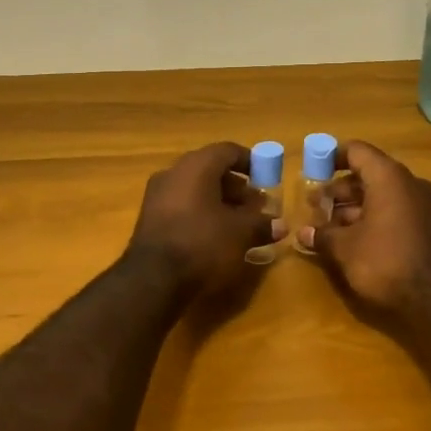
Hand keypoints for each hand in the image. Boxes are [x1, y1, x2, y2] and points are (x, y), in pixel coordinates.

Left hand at [127, 142, 286, 294]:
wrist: (152, 279)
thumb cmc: (202, 244)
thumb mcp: (240, 234)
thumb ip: (262, 224)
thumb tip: (280, 225)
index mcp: (196, 166)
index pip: (227, 151)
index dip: (250, 162)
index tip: (266, 178)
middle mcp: (173, 172)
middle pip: (210, 169)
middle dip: (236, 185)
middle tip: (255, 204)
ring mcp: (157, 194)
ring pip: (195, 188)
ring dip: (219, 200)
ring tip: (239, 222)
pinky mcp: (150, 217)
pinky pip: (182, 204)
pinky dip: (201, 211)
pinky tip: (215, 233)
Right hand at [297, 142, 430, 325]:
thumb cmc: (388, 262)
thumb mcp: (346, 249)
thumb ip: (322, 236)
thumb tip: (303, 233)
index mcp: (388, 177)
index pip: (356, 151)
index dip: (331, 158)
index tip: (311, 171)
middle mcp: (408, 184)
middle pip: (367, 175)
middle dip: (338, 191)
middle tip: (314, 208)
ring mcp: (422, 206)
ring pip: (380, 196)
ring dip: (353, 209)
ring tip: (328, 229)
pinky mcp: (428, 228)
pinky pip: (394, 212)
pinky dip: (372, 220)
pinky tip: (353, 242)